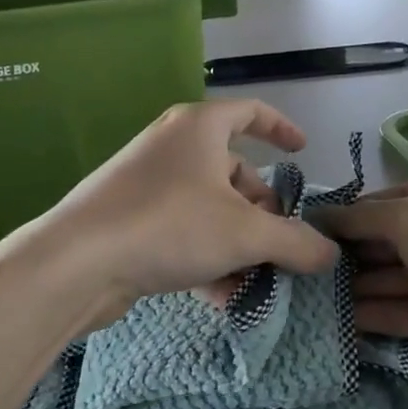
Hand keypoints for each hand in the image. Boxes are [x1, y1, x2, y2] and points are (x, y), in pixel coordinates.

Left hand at [36, 101, 337, 328]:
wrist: (77, 262)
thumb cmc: (169, 226)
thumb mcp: (246, 234)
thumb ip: (296, 243)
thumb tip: (330, 254)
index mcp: (199, 127)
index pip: (251, 112)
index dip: (281, 128)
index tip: (302, 152)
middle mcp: (172, 147)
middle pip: (234, 171)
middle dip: (263, 210)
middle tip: (280, 245)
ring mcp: (147, 183)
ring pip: (209, 208)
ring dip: (238, 242)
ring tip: (255, 280)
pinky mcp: (130, 219)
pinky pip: (182, 231)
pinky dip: (207, 256)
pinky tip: (221, 296)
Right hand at [317, 172, 407, 380]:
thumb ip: (360, 218)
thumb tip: (319, 215)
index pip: (378, 201)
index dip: (342, 215)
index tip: (302, 230)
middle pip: (378, 241)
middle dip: (341, 254)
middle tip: (296, 267)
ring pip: (382, 278)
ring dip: (348, 286)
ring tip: (301, 295)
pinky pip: (392, 312)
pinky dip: (364, 315)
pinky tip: (328, 319)